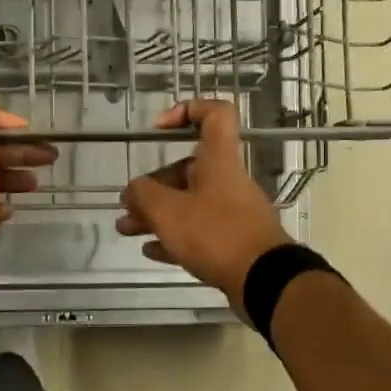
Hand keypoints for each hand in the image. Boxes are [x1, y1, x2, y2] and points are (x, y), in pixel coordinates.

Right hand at [116, 99, 292, 310]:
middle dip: (152, 186)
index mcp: (218, 160)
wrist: (264, 280)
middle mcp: (227, 181)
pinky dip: (174, 237)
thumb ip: (143, 194)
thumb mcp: (167, 211)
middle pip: (187, 169)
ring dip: (156, 214)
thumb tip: (133, 190)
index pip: (215, 114)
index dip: (187, 110)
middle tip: (127, 205)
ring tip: (127, 229)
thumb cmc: (215, 233)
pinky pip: (198, 232)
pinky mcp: (233, 242)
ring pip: (188, 204)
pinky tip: (151, 251)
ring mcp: (232, 213)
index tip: (158, 128)